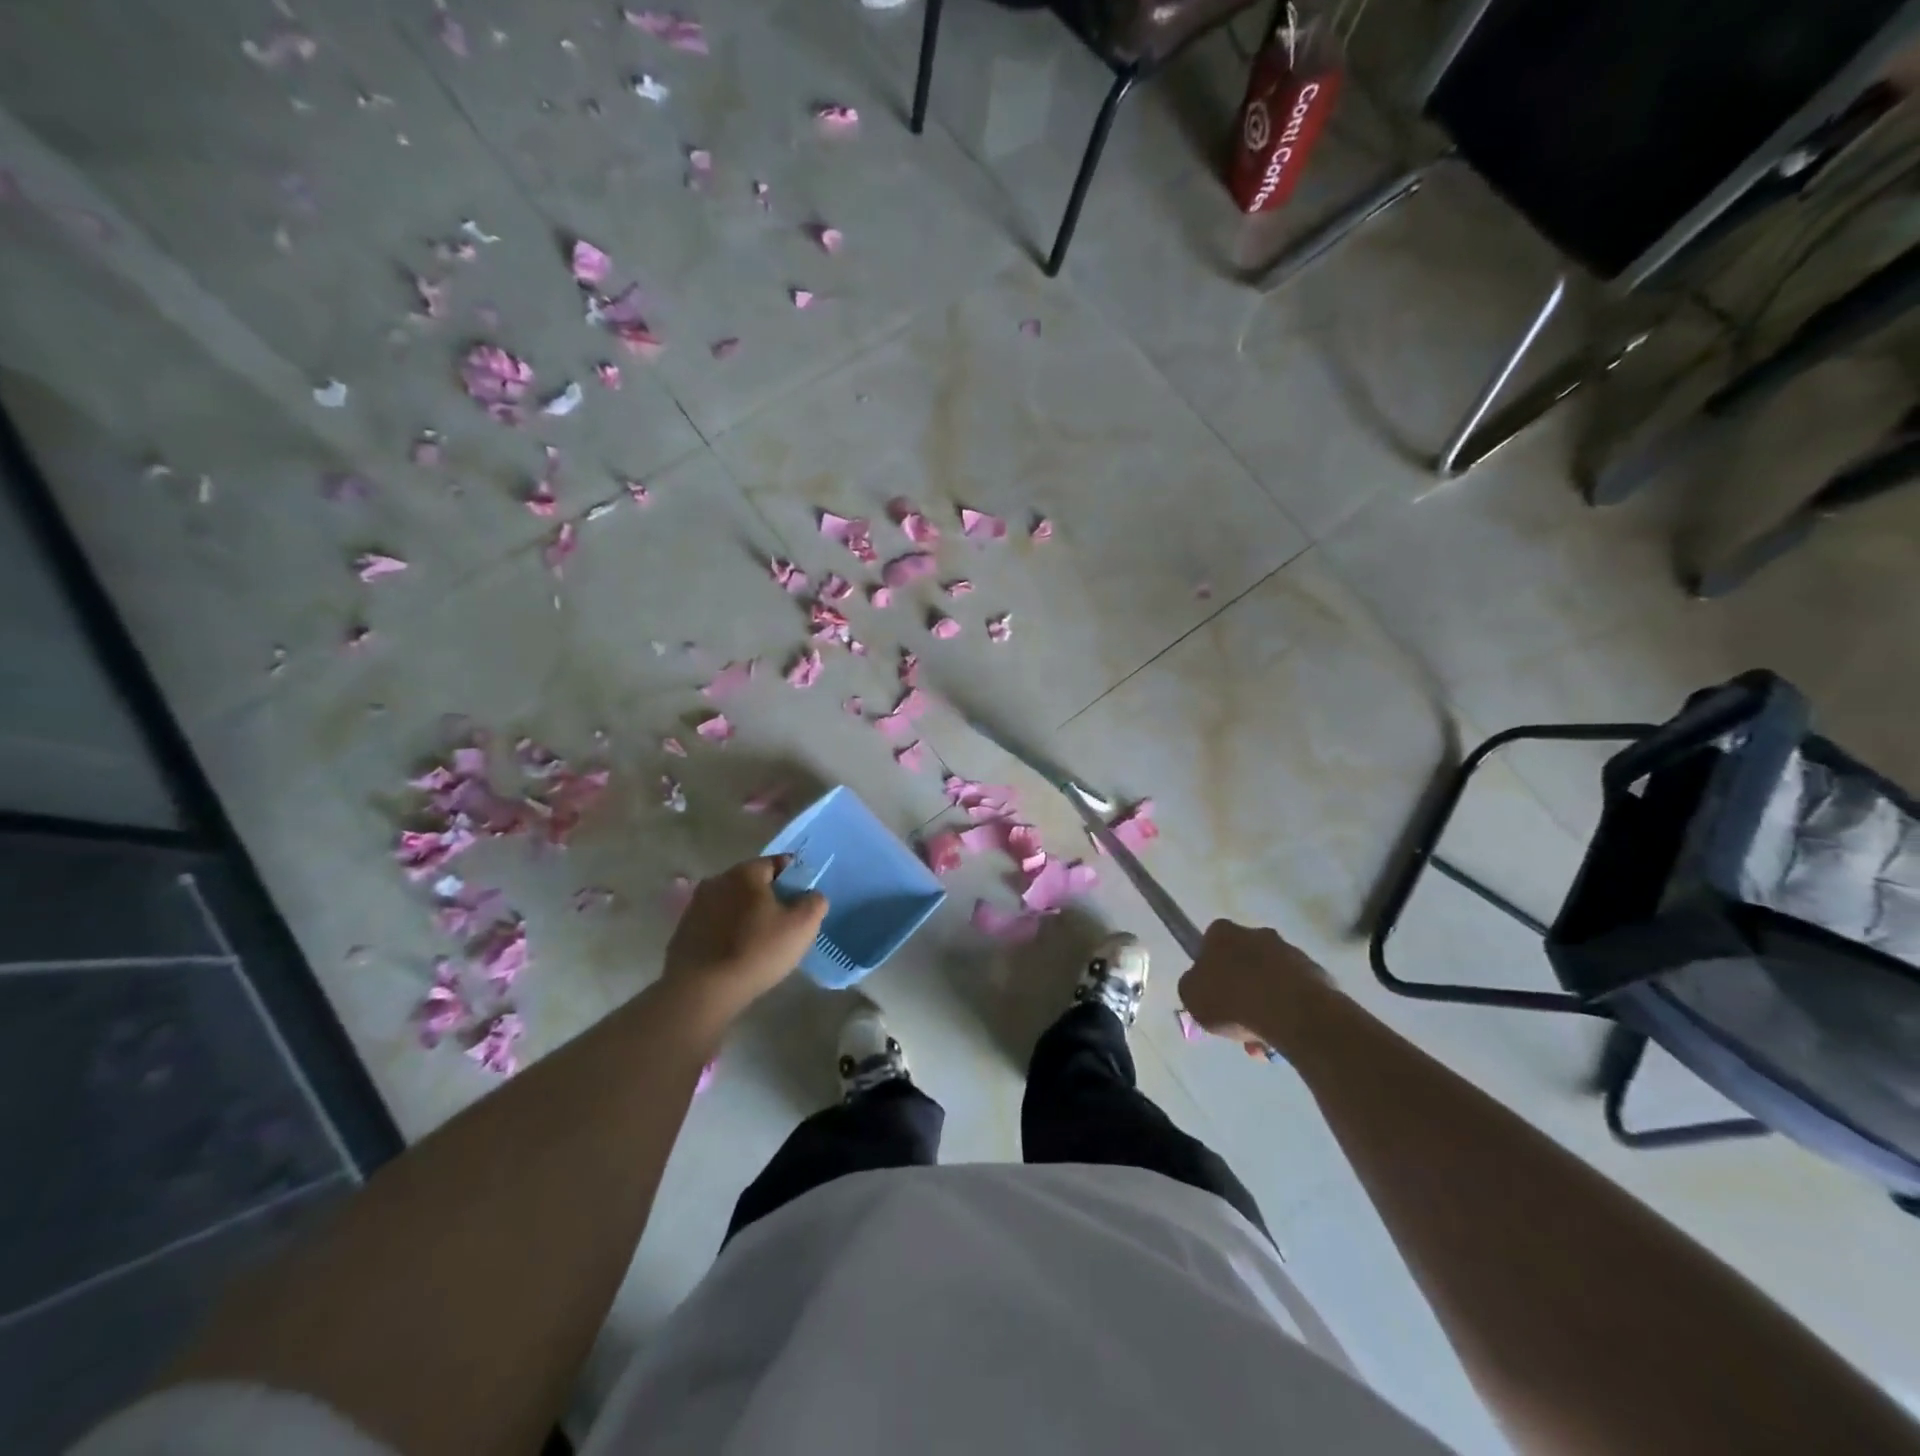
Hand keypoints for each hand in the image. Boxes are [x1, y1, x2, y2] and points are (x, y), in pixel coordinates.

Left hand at [662, 857, 826, 1012]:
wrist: (701, 991)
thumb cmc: (756, 951)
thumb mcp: (802, 926)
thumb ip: (814, 902)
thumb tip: (811, 896)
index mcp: (745, 872)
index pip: (777, 863)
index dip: (794, 879)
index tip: (802, 901)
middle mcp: (717, 881)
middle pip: (752, 883)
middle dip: (769, 898)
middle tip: (784, 924)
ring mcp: (696, 906)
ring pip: (732, 904)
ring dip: (746, 916)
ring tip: (759, 943)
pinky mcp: (683, 931)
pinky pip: (715, 925)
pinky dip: (727, 933)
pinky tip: (735, 955)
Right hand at [1178, 919, 1334, 1053]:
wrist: (1290, 1013)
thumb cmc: (1231, 1000)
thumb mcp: (1191, 996)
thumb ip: (1193, 987)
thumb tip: (1201, 986)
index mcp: (1224, 932)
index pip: (1211, 943)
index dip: (1210, 968)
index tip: (1212, 993)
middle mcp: (1258, 934)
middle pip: (1244, 961)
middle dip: (1242, 988)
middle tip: (1237, 1020)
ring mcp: (1291, 953)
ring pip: (1272, 981)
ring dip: (1265, 1005)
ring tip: (1261, 1039)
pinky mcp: (1318, 975)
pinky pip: (1296, 995)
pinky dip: (1289, 1014)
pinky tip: (1282, 1039)